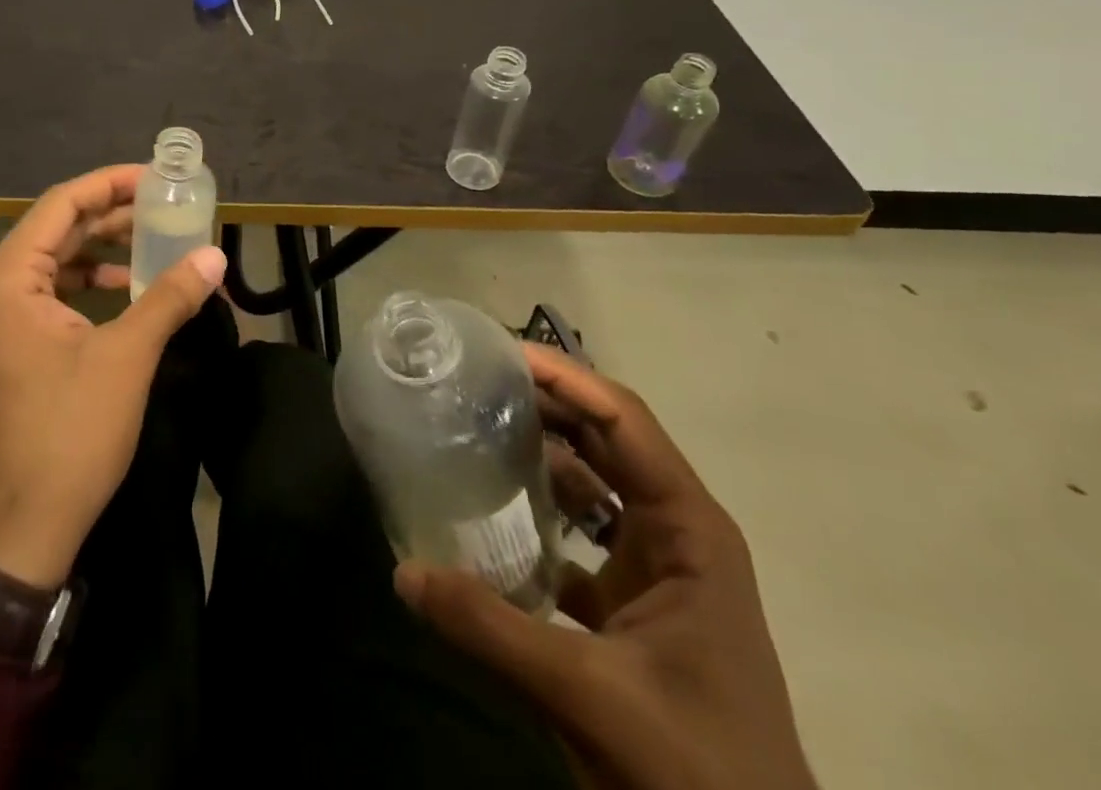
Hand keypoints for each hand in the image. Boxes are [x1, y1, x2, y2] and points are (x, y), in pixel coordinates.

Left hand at [0, 164, 226, 590]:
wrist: (21, 531)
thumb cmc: (68, 435)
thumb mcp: (126, 357)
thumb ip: (169, 296)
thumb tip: (216, 254)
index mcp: (7, 279)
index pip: (62, 205)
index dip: (111, 185)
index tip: (156, 178)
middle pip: (57, 229)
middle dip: (112, 216)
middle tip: (164, 206)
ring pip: (55, 261)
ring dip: (103, 249)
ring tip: (154, 242)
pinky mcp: (6, 345)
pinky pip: (50, 294)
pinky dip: (89, 284)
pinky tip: (129, 289)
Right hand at [395, 344, 816, 789]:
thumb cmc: (696, 768)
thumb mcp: (590, 694)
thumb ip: (492, 628)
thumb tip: (404, 571)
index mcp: (690, 529)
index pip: (623, 420)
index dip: (565, 378)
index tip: (500, 352)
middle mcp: (678, 532)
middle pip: (607, 439)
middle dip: (546, 403)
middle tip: (475, 379)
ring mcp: (658, 569)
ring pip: (595, 484)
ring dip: (542, 452)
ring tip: (476, 425)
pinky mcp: (635, 604)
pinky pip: (582, 534)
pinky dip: (541, 512)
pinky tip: (491, 511)